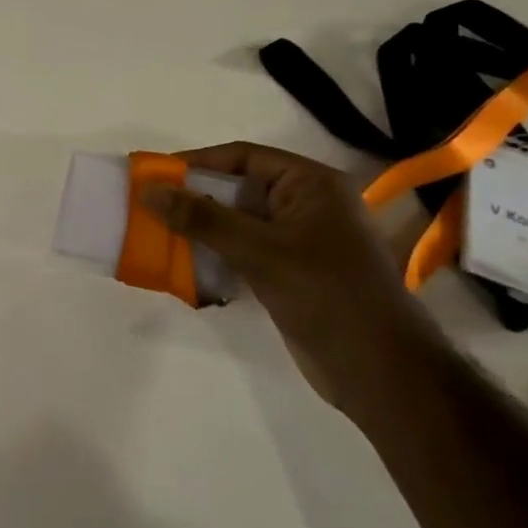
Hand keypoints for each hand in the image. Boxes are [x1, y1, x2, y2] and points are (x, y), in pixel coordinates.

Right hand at [141, 142, 436, 412]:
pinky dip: (214, 254)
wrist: (379, 371)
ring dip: (200, 229)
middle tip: (149, 206)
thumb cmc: (325, 294)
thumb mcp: (258, 250)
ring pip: (237, 223)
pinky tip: (183, 264)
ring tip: (156, 234)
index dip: (198, 162)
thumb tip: (148, 191)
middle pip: (238, 189)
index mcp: (312, 184)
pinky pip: (243, 252)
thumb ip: (201, 218)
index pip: (244, 157)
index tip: (155, 176)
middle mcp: (307, 205)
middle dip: (194, 198)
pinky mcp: (291, 273)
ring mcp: (300, 241)